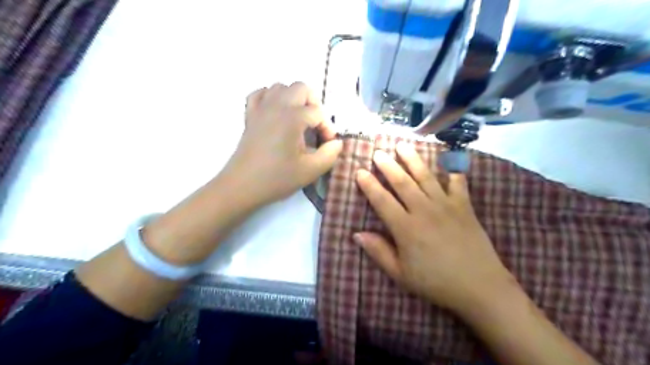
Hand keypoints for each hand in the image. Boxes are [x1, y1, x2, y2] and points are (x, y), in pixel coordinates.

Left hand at [224, 83, 342, 206]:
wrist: (242, 186)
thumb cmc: (277, 178)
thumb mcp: (310, 171)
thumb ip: (330, 154)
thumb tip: (336, 143)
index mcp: (293, 117)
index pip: (318, 113)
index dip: (327, 128)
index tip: (327, 144)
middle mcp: (277, 106)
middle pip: (301, 88)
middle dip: (314, 104)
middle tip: (315, 126)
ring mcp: (260, 108)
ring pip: (280, 87)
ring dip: (294, 99)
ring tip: (298, 120)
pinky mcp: (249, 115)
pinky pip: (260, 94)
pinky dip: (271, 98)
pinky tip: (277, 113)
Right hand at [354, 144, 515, 315]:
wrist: (479, 286)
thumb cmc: (435, 282)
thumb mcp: (401, 274)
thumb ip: (378, 252)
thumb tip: (357, 234)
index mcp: (405, 228)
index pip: (382, 200)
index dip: (369, 185)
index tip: (360, 171)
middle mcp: (423, 210)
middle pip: (402, 182)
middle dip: (388, 165)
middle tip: (378, 152)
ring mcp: (445, 205)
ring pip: (425, 176)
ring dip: (412, 159)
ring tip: (403, 145)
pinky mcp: (464, 206)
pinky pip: (457, 182)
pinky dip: (452, 169)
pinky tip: (448, 158)